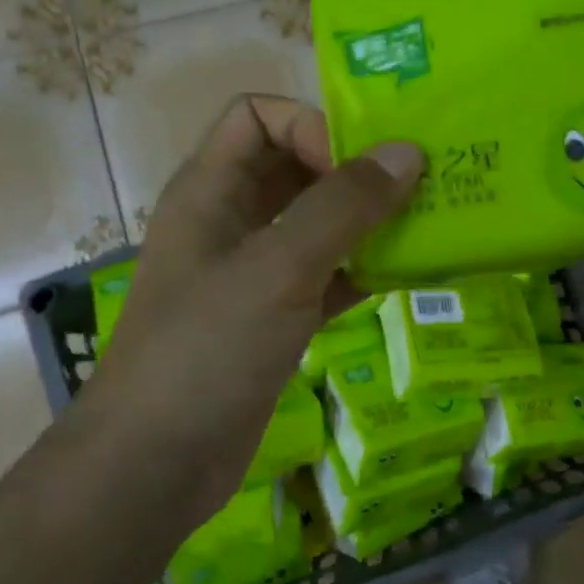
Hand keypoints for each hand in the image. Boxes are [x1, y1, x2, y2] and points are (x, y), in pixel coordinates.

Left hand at [79, 95, 422, 526]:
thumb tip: (406, 152)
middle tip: (418, 184)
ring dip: (366, 220)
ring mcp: (253, 272)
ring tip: (427, 222)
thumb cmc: (206, 351)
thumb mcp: (277, 268)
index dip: (310, 126)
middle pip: (295, 166)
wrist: (156, 465)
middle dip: (353, 169)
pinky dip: (363, 269)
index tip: (359, 167)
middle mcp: (231, 221)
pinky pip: (326, 275)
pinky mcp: (274, 318)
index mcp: (210, 190)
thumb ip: (342, 207)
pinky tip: (407, 276)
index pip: (259, 117)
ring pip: (316, 223)